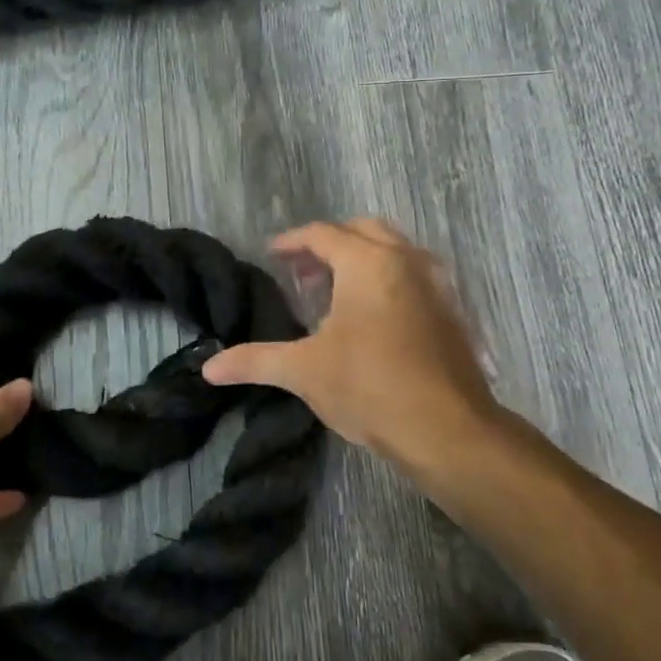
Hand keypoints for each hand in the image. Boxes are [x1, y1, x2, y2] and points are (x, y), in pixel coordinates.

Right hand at [202, 219, 528, 485]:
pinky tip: (372, 317)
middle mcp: (406, 260)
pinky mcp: (452, 311)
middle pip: (363, 230)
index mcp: (368, 263)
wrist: (448, 429)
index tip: (271, 255)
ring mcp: (437, 284)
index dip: (292, 242)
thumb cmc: (370, 387)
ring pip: (395, 250)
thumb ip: (254, 360)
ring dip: (362, 258)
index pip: (323, 234)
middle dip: (329, 244)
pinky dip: (388, 279)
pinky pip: (414, 275)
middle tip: (302, 272)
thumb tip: (207, 368)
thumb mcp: (304, 371)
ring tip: (334, 291)